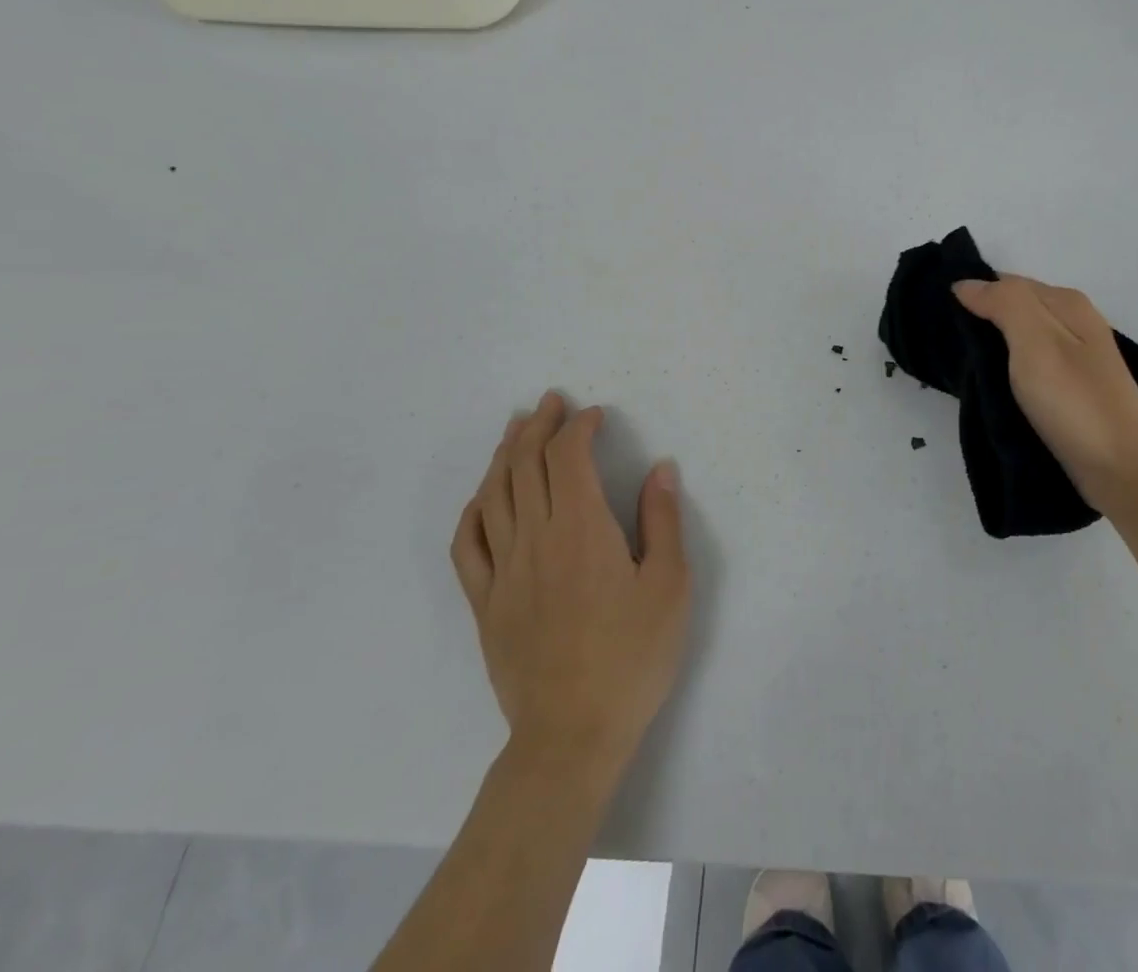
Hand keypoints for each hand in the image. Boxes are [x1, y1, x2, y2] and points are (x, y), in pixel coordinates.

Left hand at [451, 391, 691, 775]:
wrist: (572, 734)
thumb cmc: (632, 658)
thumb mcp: (670, 586)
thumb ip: (663, 521)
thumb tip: (659, 468)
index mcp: (582, 529)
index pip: (569, 457)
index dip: (579, 427)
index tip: (596, 416)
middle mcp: (536, 538)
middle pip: (526, 465)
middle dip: (539, 425)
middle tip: (551, 403)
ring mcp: (504, 571)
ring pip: (494, 495)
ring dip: (505, 454)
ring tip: (515, 430)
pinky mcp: (485, 603)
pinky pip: (468, 544)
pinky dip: (473, 510)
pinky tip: (483, 496)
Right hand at [954, 275, 1137, 519]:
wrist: (1124, 470)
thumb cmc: (1075, 402)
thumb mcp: (1036, 341)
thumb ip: (1004, 304)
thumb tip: (966, 284)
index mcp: (1066, 303)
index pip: (1006, 282)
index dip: (973, 293)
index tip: (937, 314)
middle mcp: (1074, 322)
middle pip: (1015, 309)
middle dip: (980, 319)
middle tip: (942, 341)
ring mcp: (1075, 358)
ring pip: (1020, 339)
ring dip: (992, 347)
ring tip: (959, 365)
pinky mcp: (1072, 390)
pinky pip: (1028, 367)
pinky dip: (1007, 371)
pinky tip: (991, 386)